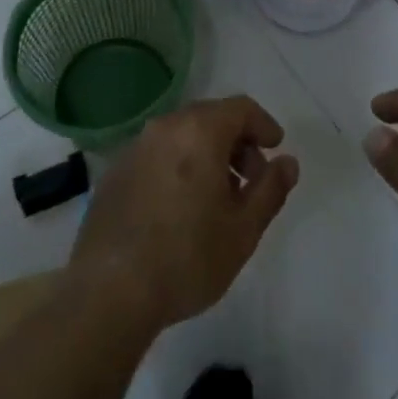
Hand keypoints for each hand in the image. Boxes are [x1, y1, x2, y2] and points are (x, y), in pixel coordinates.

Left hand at [68, 96, 300, 335]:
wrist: (110, 290)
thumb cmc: (187, 257)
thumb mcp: (243, 229)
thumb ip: (271, 189)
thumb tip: (288, 162)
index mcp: (199, 131)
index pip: (241, 108)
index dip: (263, 124)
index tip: (274, 149)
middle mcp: (165, 127)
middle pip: (210, 117)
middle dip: (236, 141)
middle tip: (249, 180)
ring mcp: (134, 148)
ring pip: (181, 135)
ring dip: (206, 154)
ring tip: (216, 198)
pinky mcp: (114, 172)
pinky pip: (156, 155)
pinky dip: (177, 166)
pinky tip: (179, 208)